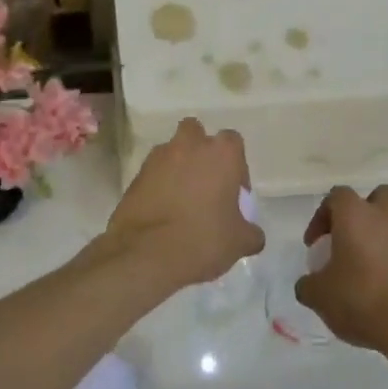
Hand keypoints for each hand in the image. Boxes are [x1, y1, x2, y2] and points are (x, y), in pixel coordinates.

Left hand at [104, 119, 264, 288]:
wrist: (146, 254)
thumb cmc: (203, 239)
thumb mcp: (239, 242)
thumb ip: (250, 232)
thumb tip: (252, 234)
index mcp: (220, 153)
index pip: (233, 143)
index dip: (236, 166)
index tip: (234, 193)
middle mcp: (189, 146)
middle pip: (196, 134)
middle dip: (200, 152)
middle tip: (205, 185)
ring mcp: (158, 158)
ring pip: (171, 152)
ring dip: (177, 168)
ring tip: (181, 201)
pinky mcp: (135, 176)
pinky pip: (153, 174)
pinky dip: (158, 185)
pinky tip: (163, 212)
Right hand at [296, 184, 387, 362]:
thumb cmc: (363, 300)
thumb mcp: (320, 297)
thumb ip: (308, 285)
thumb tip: (308, 285)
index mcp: (356, 216)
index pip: (337, 196)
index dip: (322, 216)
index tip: (316, 244)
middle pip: (378, 196)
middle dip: (364, 213)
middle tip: (352, 242)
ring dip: (384, 240)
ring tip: (372, 274)